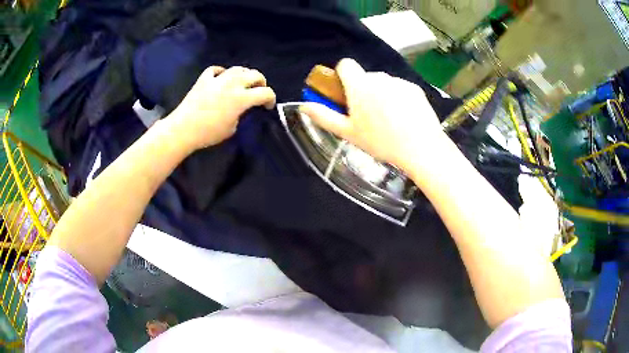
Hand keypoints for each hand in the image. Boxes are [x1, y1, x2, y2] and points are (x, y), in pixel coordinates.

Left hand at [168, 66, 276, 150]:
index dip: (271, 99)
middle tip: (259, 90)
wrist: (183, 129)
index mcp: (242, 98)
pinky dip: (221, 72)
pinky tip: (221, 78)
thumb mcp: (231, 128)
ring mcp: (218, 79)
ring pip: (238, 69)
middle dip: (261, 82)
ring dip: (244, 74)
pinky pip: (216, 70)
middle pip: (255, 74)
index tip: (268, 106)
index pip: (265, 92)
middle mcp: (233, 84)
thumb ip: (240, 115)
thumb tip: (239, 109)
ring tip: (243, 82)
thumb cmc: (208, 133)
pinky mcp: (204, 79)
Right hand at [300, 59, 446, 174]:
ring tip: (388, 120)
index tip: (346, 93)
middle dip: (362, 90)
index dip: (342, 75)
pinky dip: (398, 98)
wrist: (420, 147)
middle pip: (365, 77)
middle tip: (368, 116)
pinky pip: (400, 88)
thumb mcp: (348, 132)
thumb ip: (324, 116)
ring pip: (383, 83)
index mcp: (359, 85)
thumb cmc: (380, 141)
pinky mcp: (414, 88)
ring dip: (381, 94)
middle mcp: (379, 77)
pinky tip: (404, 118)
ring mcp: (399, 82)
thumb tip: (304, 106)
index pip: (345, 64)